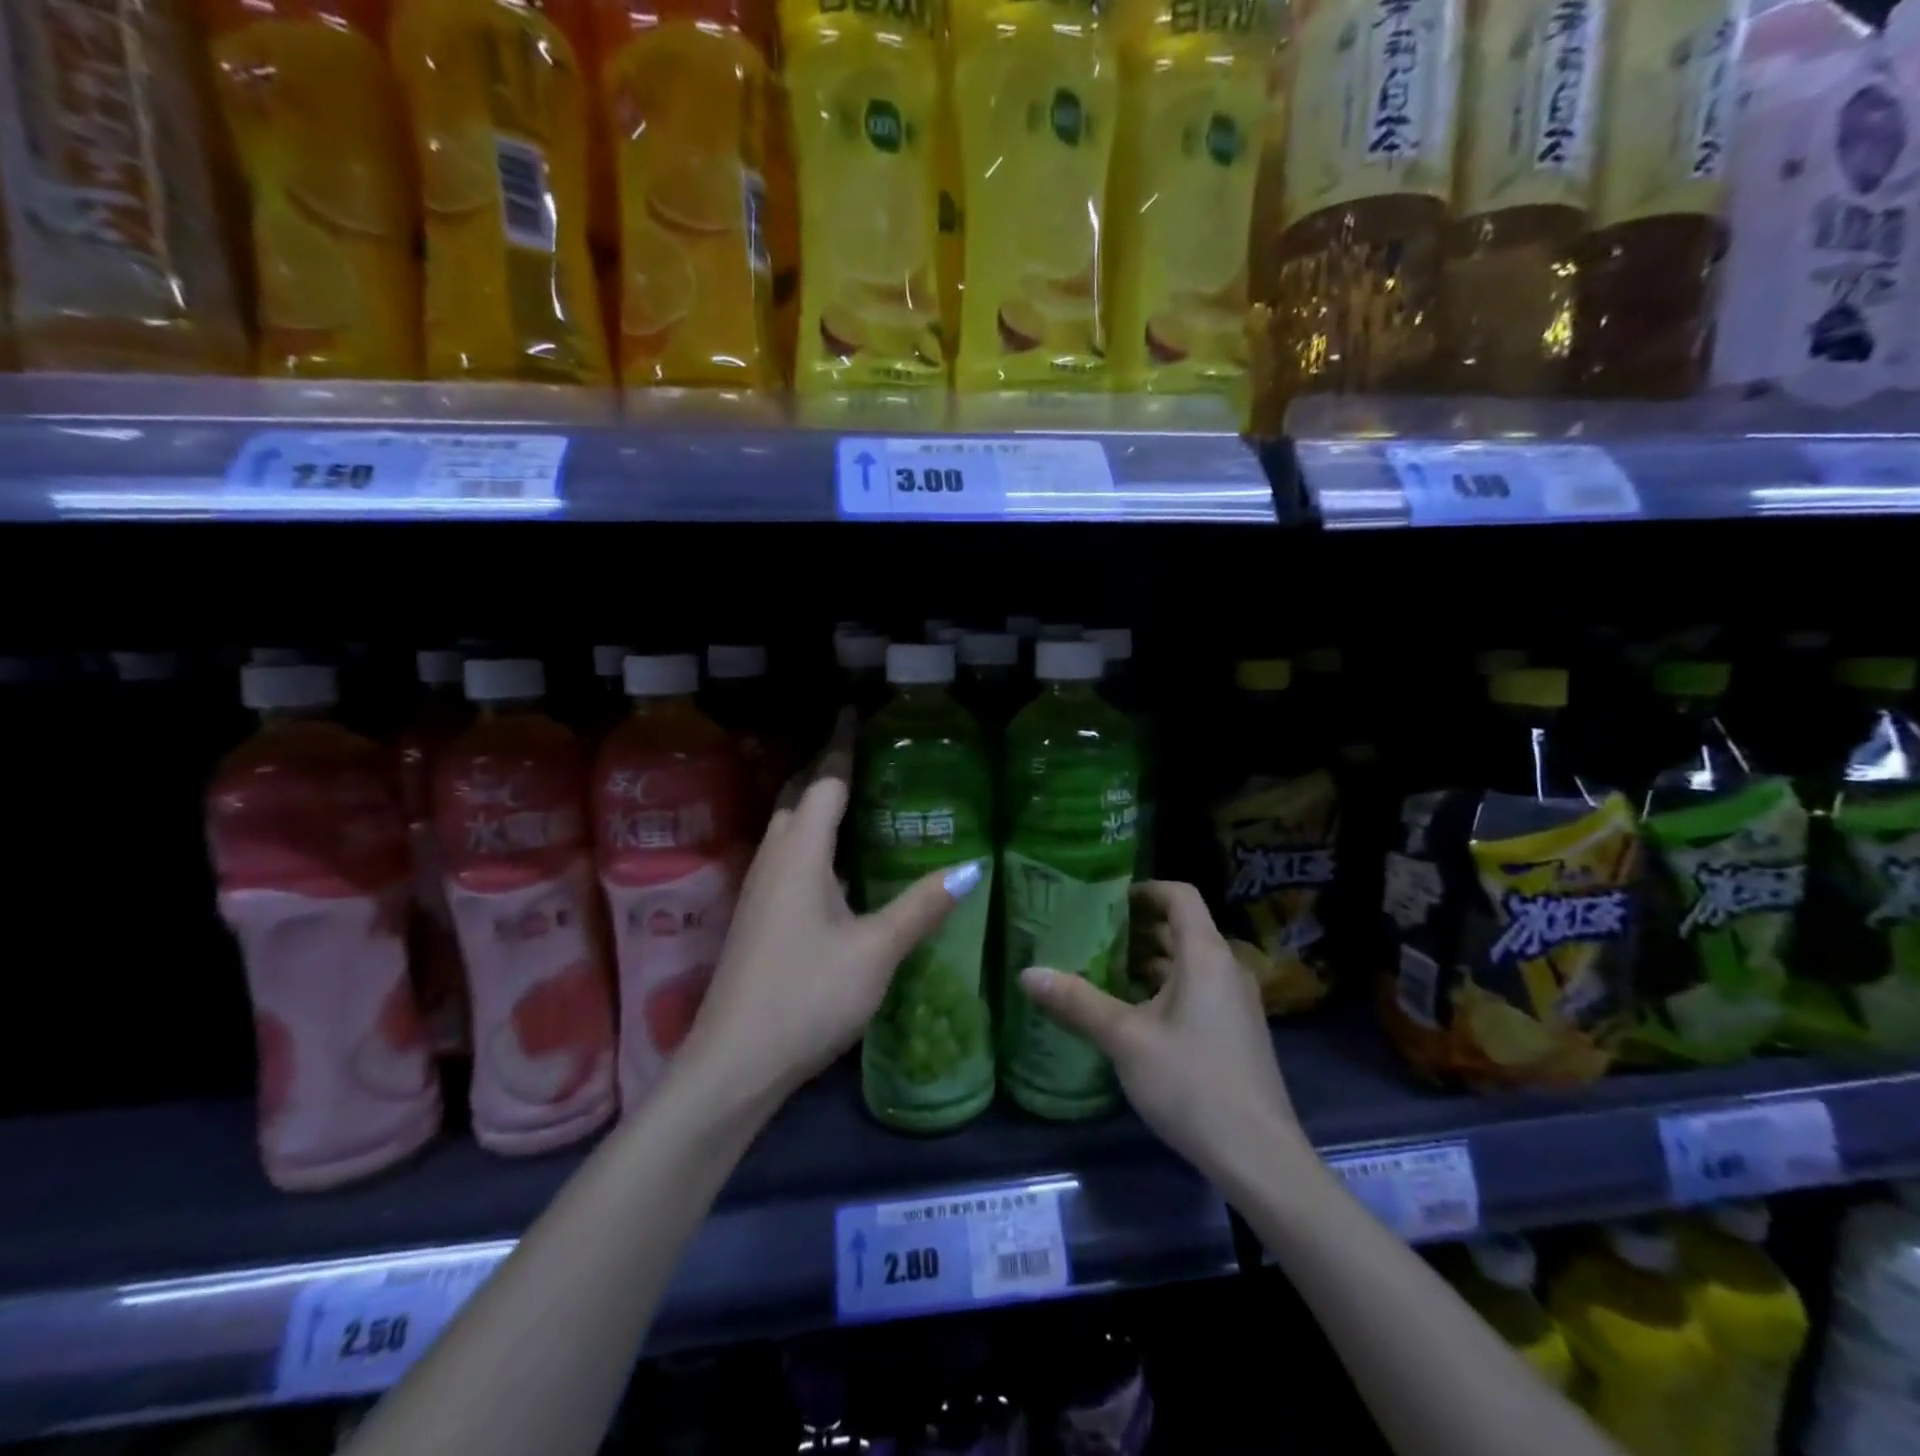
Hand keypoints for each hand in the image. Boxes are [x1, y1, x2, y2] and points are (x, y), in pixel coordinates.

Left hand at [682, 715, 987, 1105]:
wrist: (735, 1062)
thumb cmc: (808, 995)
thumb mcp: (876, 951)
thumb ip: (921, 905)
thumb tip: (971, 866)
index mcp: (800, 855)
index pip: (825, 782)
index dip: (842, 745)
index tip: (856, 712)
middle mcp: (774, 860)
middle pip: (800, 797)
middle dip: (827, 768)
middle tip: (866, 753)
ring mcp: (760, 889)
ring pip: (789, 828)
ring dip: (816, 804)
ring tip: (857, 798)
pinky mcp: (758, 916)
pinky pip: (787, 856)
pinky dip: (812, 839)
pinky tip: (837, 863)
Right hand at [1019, 881, 1308, 1182]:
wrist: (1259, 1157)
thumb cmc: (1192, 1083)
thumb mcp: (1125, 1039)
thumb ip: (1077, 1002)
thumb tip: (1027, 973)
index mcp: (1206, 955)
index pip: (1179, 895)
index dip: (1143, 890)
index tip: (1104, 902)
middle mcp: (1226, 968)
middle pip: (1180, 928)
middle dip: (1135, 928)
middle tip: (1088, 935)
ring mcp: (1235, 1001)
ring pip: (1187, 963)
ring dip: (1147, 961)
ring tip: (1100, 970)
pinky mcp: (1235, 1031)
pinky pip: (1197, 989)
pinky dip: (1164, 987)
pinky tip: (1131, 1012)